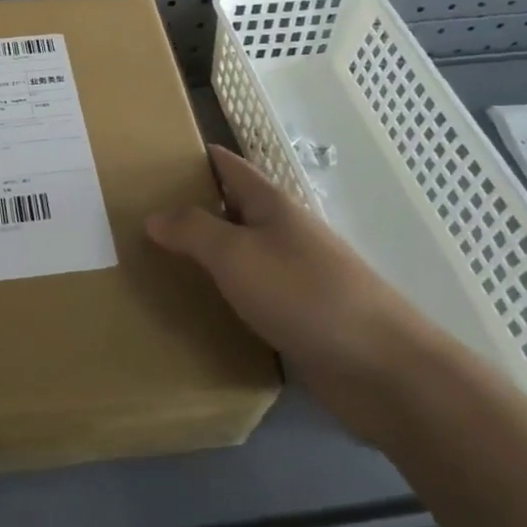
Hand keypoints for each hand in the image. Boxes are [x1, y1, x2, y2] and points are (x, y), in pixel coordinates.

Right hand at [147, 145, 440, 439]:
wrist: (382, 370)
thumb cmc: (304, 294)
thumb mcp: (236, 254)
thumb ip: (193, 231)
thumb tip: (154, 215)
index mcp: (272, 205)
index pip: (229, 166)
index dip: (198, 157)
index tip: (159, 156)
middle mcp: (285, 233)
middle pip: (234, 209)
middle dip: (196, 208)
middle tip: (145, 214)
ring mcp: (297, 277)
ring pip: (243, 255)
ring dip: (210, 256)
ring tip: (162, 261)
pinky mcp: (303, 319)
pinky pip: (254, 296)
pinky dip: (228, 296)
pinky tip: (202, 310)